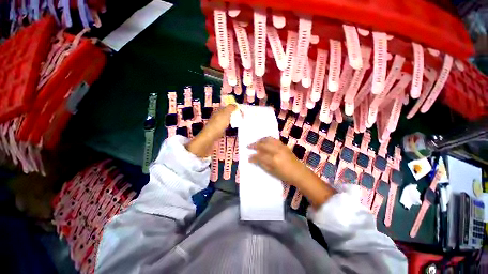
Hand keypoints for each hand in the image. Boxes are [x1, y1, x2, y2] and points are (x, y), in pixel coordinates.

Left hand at [185, 105, 236, 157]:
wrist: (210, 136)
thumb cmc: (218, 124)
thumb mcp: (226, 113)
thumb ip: (230, 108)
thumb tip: (235, 104)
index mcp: (218, 111)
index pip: (226, 107)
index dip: (233, 108)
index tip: (240, 111)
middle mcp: (216, 116)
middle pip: (225, 113)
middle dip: (232, 114)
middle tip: (240, 117)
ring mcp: (216, 123)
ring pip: (225, 119)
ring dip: (230, 120)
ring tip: (236, 122)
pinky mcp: (216, 130)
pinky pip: (224, 126)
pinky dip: (228, 125)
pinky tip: (230, 128)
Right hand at [248, 137, 308, 186]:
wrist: (299, 173)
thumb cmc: (285, 175)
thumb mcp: (272, 172)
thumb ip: (262, 164)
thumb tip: (254, 159)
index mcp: (273, 160)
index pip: (259, 156)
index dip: (253, 157)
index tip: (248, 157)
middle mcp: (276, 151)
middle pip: (262, 145)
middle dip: (254, 145)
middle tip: (248, 146)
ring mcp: (281, 147)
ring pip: (268, 139)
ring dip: (260, 140)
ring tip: (256, 142)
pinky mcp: (284, 145)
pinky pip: (274, 139)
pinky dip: (267, 139)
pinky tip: (265, 141)